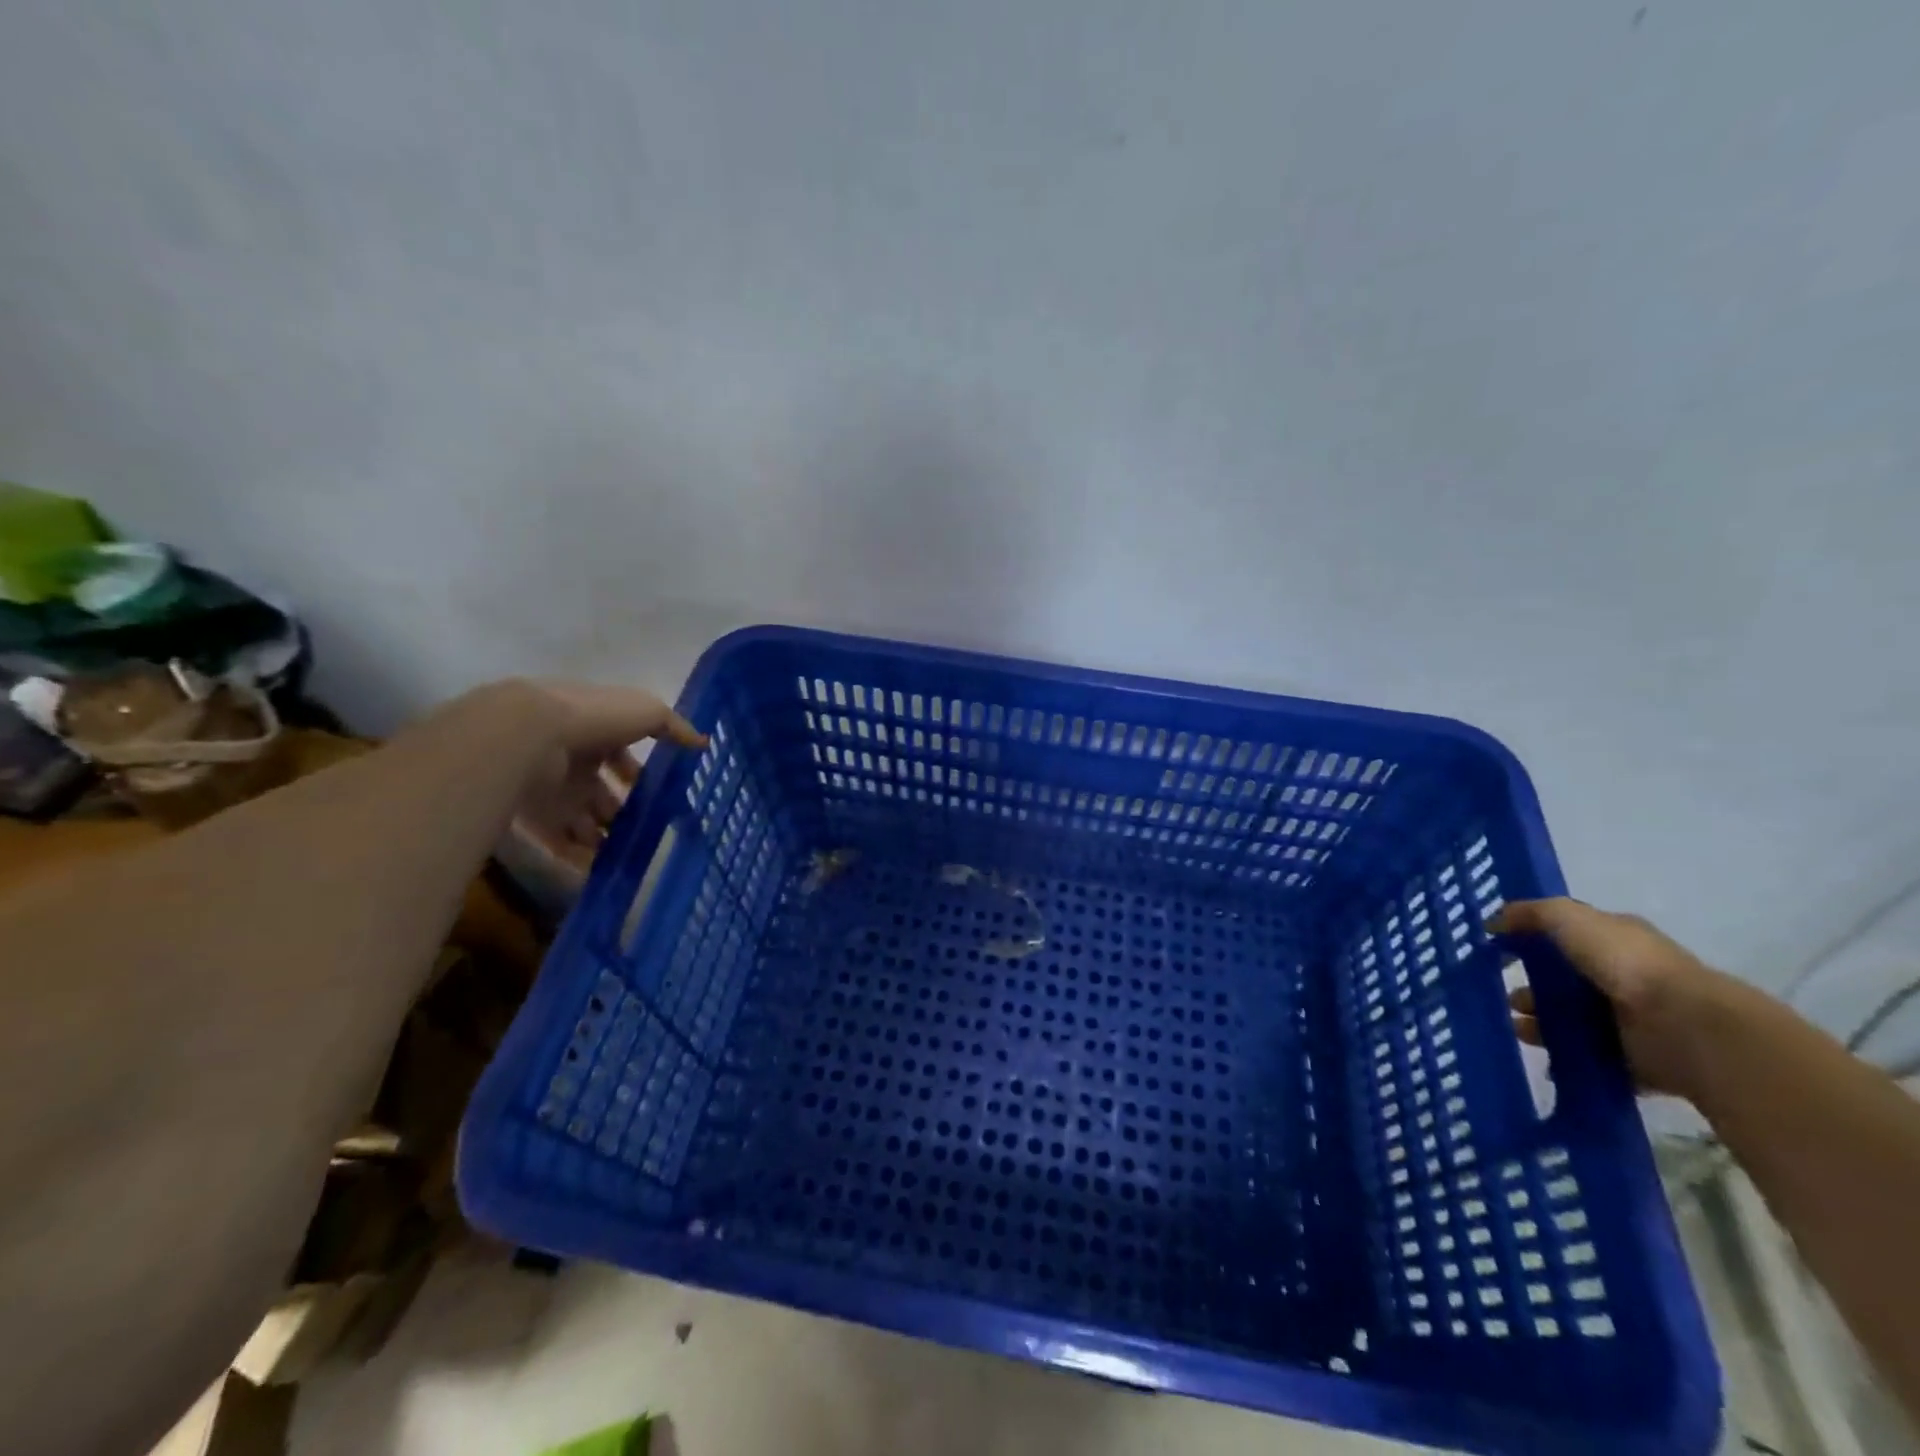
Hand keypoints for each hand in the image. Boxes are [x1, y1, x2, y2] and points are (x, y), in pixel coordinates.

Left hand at [481, 680, 707, 874]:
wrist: (531, 735)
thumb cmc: (595, 718)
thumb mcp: (647, 712)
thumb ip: (675, 727)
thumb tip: (702, 743)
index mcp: (595, 732)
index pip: (619, 755)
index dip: (638, 773)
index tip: (660, 793)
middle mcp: (573, 761)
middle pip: (601, 792)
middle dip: (622, 811)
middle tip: (648, 830)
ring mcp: (554, 790)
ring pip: (584, 820)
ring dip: (605, 838)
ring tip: (632, 856)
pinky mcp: (537, 818)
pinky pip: (562, 843)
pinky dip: (581, 858)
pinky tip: (606, 870)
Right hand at [1490, 898, 1738, 1097]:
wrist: (1683, 1026)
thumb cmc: (1625, 962)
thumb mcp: (1568, 917)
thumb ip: (1530, 913)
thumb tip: (1493, 921)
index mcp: (1616, 941)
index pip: (1568, 937)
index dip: (1532, 941)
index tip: (1498, 951)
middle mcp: (1624, 978)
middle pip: (1565, 983)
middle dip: (1530, 991)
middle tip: (1505, 999)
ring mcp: (1631, 1021)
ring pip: (1572, 1021)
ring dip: (1540, 1025)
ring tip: (1516, 1028)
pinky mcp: (1634, 1059)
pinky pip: (1590, 1057)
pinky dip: (1565, 1058)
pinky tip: (1541, 1058)